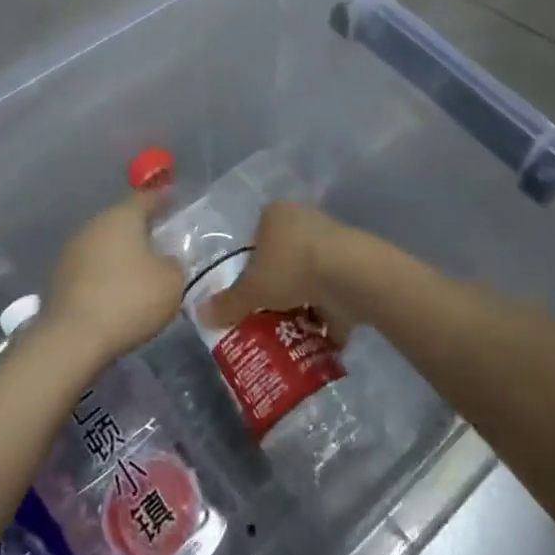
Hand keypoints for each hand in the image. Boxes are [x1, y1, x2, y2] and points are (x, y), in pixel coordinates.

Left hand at [43, 192, 183, 368]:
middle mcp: (94, 225)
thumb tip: (165, 261)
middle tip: (159, 237)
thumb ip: (174, 265)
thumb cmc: (129, 300)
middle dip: (140, 228)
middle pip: (121, 220)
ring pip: (104, 244)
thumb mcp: (171, 283)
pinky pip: (90, 267)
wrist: (72, 339)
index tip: (173, 199)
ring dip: (120, 252)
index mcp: (122, 217)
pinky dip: (105, 273)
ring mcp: (72, 251)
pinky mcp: (59, 278)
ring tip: (139, 267)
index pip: (146, 199)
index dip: (161, 199)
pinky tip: (116, 289)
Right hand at [197, 200, 366, 343]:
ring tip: (291, 334)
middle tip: (267, 317)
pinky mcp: (355, 265)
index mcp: (276, 214)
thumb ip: (228, 304)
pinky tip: (319, 340)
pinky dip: (329, 315)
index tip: (249, 295)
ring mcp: (333, 241)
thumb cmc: (291, 268)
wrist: (350, 274)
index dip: (250, 269)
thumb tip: (199, 315)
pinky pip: (335, 292)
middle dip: (277, 289)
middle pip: (283, 258)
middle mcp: (304, 219)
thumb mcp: (251, 290)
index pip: (255, 240)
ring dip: (304, 303)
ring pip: (310, 276)